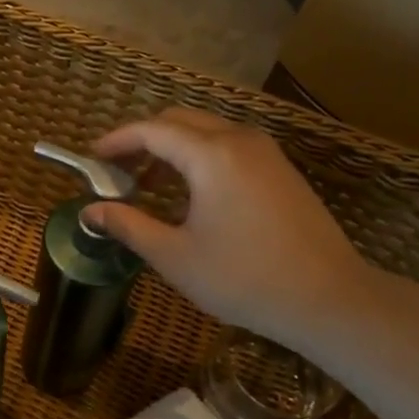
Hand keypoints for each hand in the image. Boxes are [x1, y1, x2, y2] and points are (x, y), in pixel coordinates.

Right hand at [83, 108, 372, 351]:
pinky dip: (199, 155)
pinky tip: (190, 192)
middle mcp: (239, 140)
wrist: (328, 298)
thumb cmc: (244, 278)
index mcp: (211, 155)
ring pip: (206, 130)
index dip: (116, 141)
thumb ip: (128, 225)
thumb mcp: (175, 256)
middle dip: (142, 139)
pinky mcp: (281, 169)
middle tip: (116, 172)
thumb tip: (89, 211)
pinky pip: (229, 145)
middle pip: (179, 120)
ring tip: (148, 184)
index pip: (151, 130)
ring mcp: (266, 152)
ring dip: (172, 147)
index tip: (92, 158)